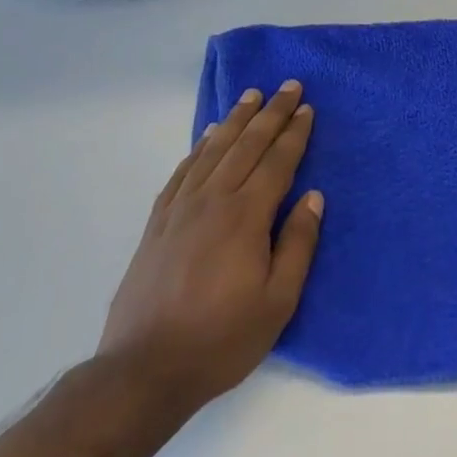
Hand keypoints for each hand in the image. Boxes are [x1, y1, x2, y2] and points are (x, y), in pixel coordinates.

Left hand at [97, 82, 324, 422]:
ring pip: (213, 151)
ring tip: (251, 96)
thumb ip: (298, 244)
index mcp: (246, 217)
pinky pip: (182, 172)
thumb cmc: (221, 339)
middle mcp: (213, 201)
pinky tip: (208, 137)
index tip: (307, 107)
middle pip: (247, 145)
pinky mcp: (158, 223)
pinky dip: (199, 148)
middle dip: (271, 113)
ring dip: (235, 120)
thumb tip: (313, 196)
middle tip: (288, 86)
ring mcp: (180, 209)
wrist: (143, 370)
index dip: (294, 133)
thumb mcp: (278, 301)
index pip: (277, 162)